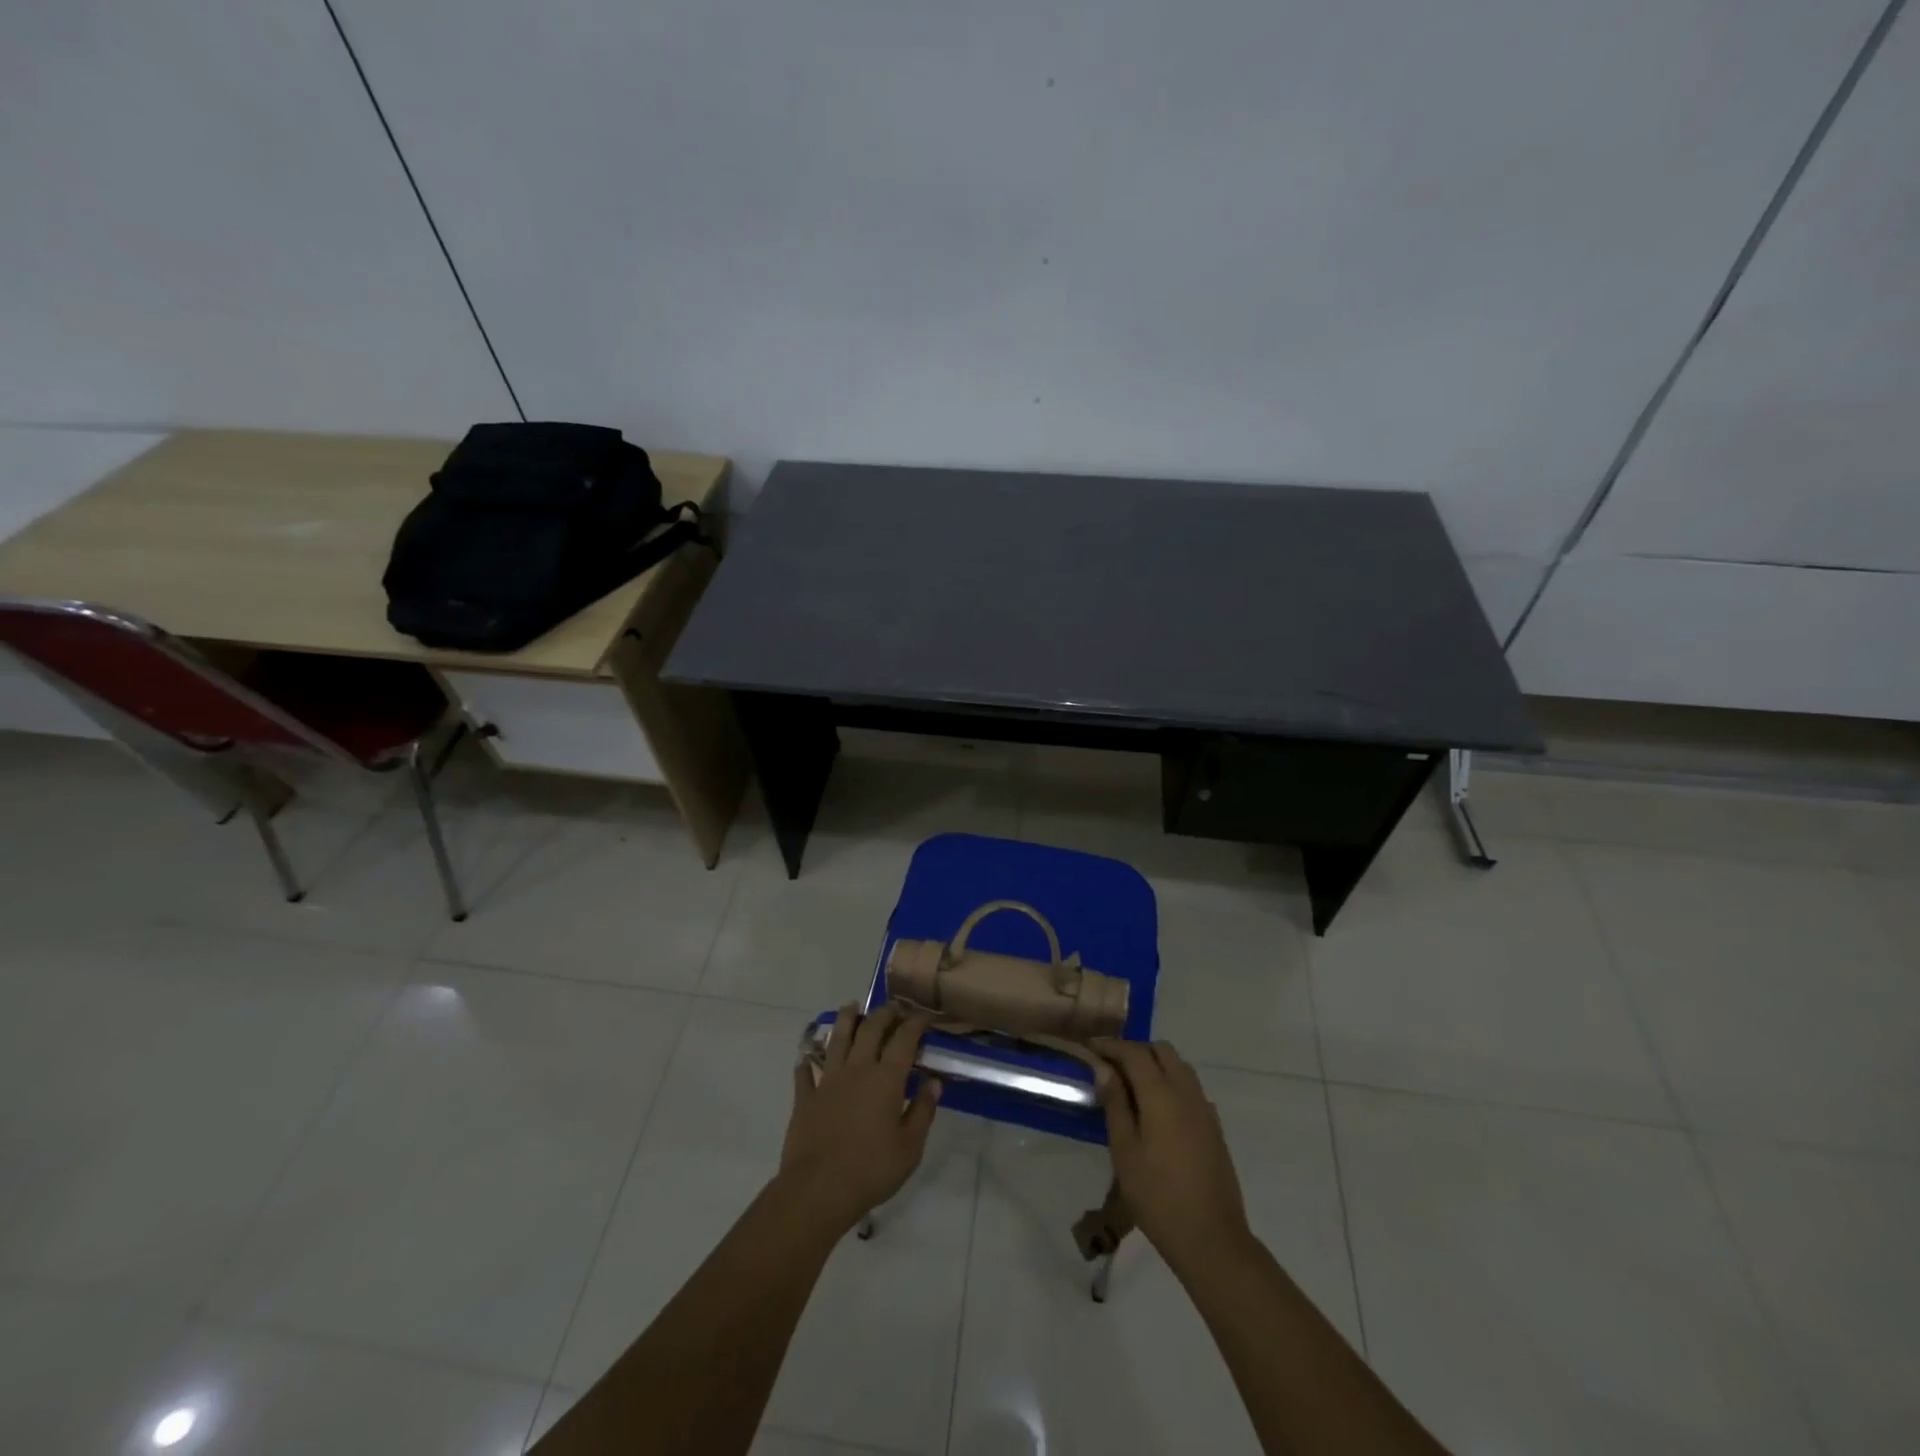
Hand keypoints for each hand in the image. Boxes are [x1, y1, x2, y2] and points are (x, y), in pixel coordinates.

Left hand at [777, 1002, 941, 1235]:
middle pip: (870, 1029)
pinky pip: (805, 1072)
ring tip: (852, 1006)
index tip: (924, 1014)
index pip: (904, 1039)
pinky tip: (807, 1057)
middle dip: (884, 1013)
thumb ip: (923, 1110)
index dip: (915, 1022)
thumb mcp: (910, 1147)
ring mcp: (828, 1080)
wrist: (817, 1189)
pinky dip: (807, 1062)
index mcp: (886, 1079)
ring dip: (847, 1019)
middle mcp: (857, 1069)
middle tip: (893, 1007)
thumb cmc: (871, 1170)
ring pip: (837, 1039)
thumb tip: (934, 1081)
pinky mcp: (805, 1097)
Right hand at [1093, 1038, 1252, 1273]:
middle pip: (1162, 1050)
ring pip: (1180, 1066)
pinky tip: (1157, 1110)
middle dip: (1135, 1050)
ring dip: (1156, 1064)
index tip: (1090, 1047)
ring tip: (1132, 1086)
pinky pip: (1191, 1088)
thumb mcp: (1124, 1150)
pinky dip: (1171, 1083)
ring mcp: (1204, 1109)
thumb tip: (1104, 1068)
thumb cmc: (1157, 1196)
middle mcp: (1186, 1092)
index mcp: (1161, 1094)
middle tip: (1111, 1066)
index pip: (1134, 1053)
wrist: (1211, 1238)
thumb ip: (1115, 1104)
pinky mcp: (1214, 1127)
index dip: (1111, 1045)